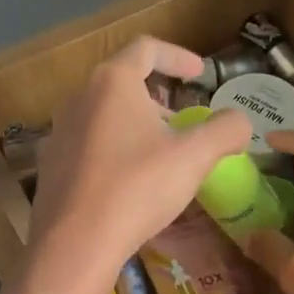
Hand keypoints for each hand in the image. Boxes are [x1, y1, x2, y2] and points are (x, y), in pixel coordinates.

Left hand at [24, 37, 248, 293]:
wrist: (76, 244)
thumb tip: (241, 122)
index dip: (178, 56)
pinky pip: (89, 147)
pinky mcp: (51, 167)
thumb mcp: (195, 157)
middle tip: (184, 124)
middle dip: (159, 99)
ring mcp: (59, 133)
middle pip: (123, 84)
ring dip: (136, 127)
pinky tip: (130, 184)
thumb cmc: (138, 188)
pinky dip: (115, 152)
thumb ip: (225, 130)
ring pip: (105, 117)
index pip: (147, 49)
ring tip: (160, 155)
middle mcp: (79, 98)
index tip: (200, 74)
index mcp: (113, 83)